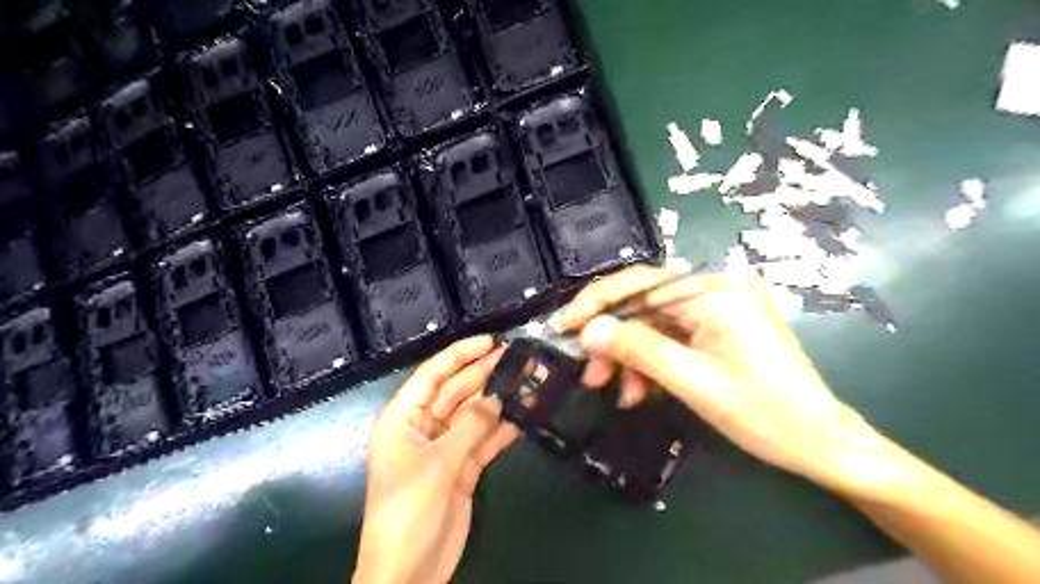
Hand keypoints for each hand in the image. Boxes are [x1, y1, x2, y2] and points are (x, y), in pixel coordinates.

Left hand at [356, 335, 516, 583]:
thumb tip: (496, 397)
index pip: (433, 374)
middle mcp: (424, 426)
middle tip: (519, 358)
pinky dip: (503, 429)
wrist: (409, 573)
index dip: (460, 354)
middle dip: (486, 374)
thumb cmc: (408, 511)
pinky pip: (484, 440)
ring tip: (529, 380)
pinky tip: (525, 414)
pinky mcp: (463, 467)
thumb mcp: (438, 464)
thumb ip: (469, 426)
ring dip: (499, 399)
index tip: (491, 342)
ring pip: (475, 414)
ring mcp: (445, 447)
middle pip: (458, 390)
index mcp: (404, 418)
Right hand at [561, 265, 894, 493]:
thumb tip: (587, 330)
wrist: (822, 444)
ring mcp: (716, 310)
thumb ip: (638, 350)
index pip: (640, 282)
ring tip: (616, 392)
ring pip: (653, 325)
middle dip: (614, 340)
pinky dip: (651, 364)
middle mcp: (714, 290)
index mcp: (714, 291)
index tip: (564, 326)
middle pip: (644, 305)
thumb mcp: (693, 382)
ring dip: (630, 358)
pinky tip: (640, 391)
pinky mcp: (717, 329)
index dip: (597, 302)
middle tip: (590, 374)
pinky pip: (670, 339)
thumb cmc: (764, 413)